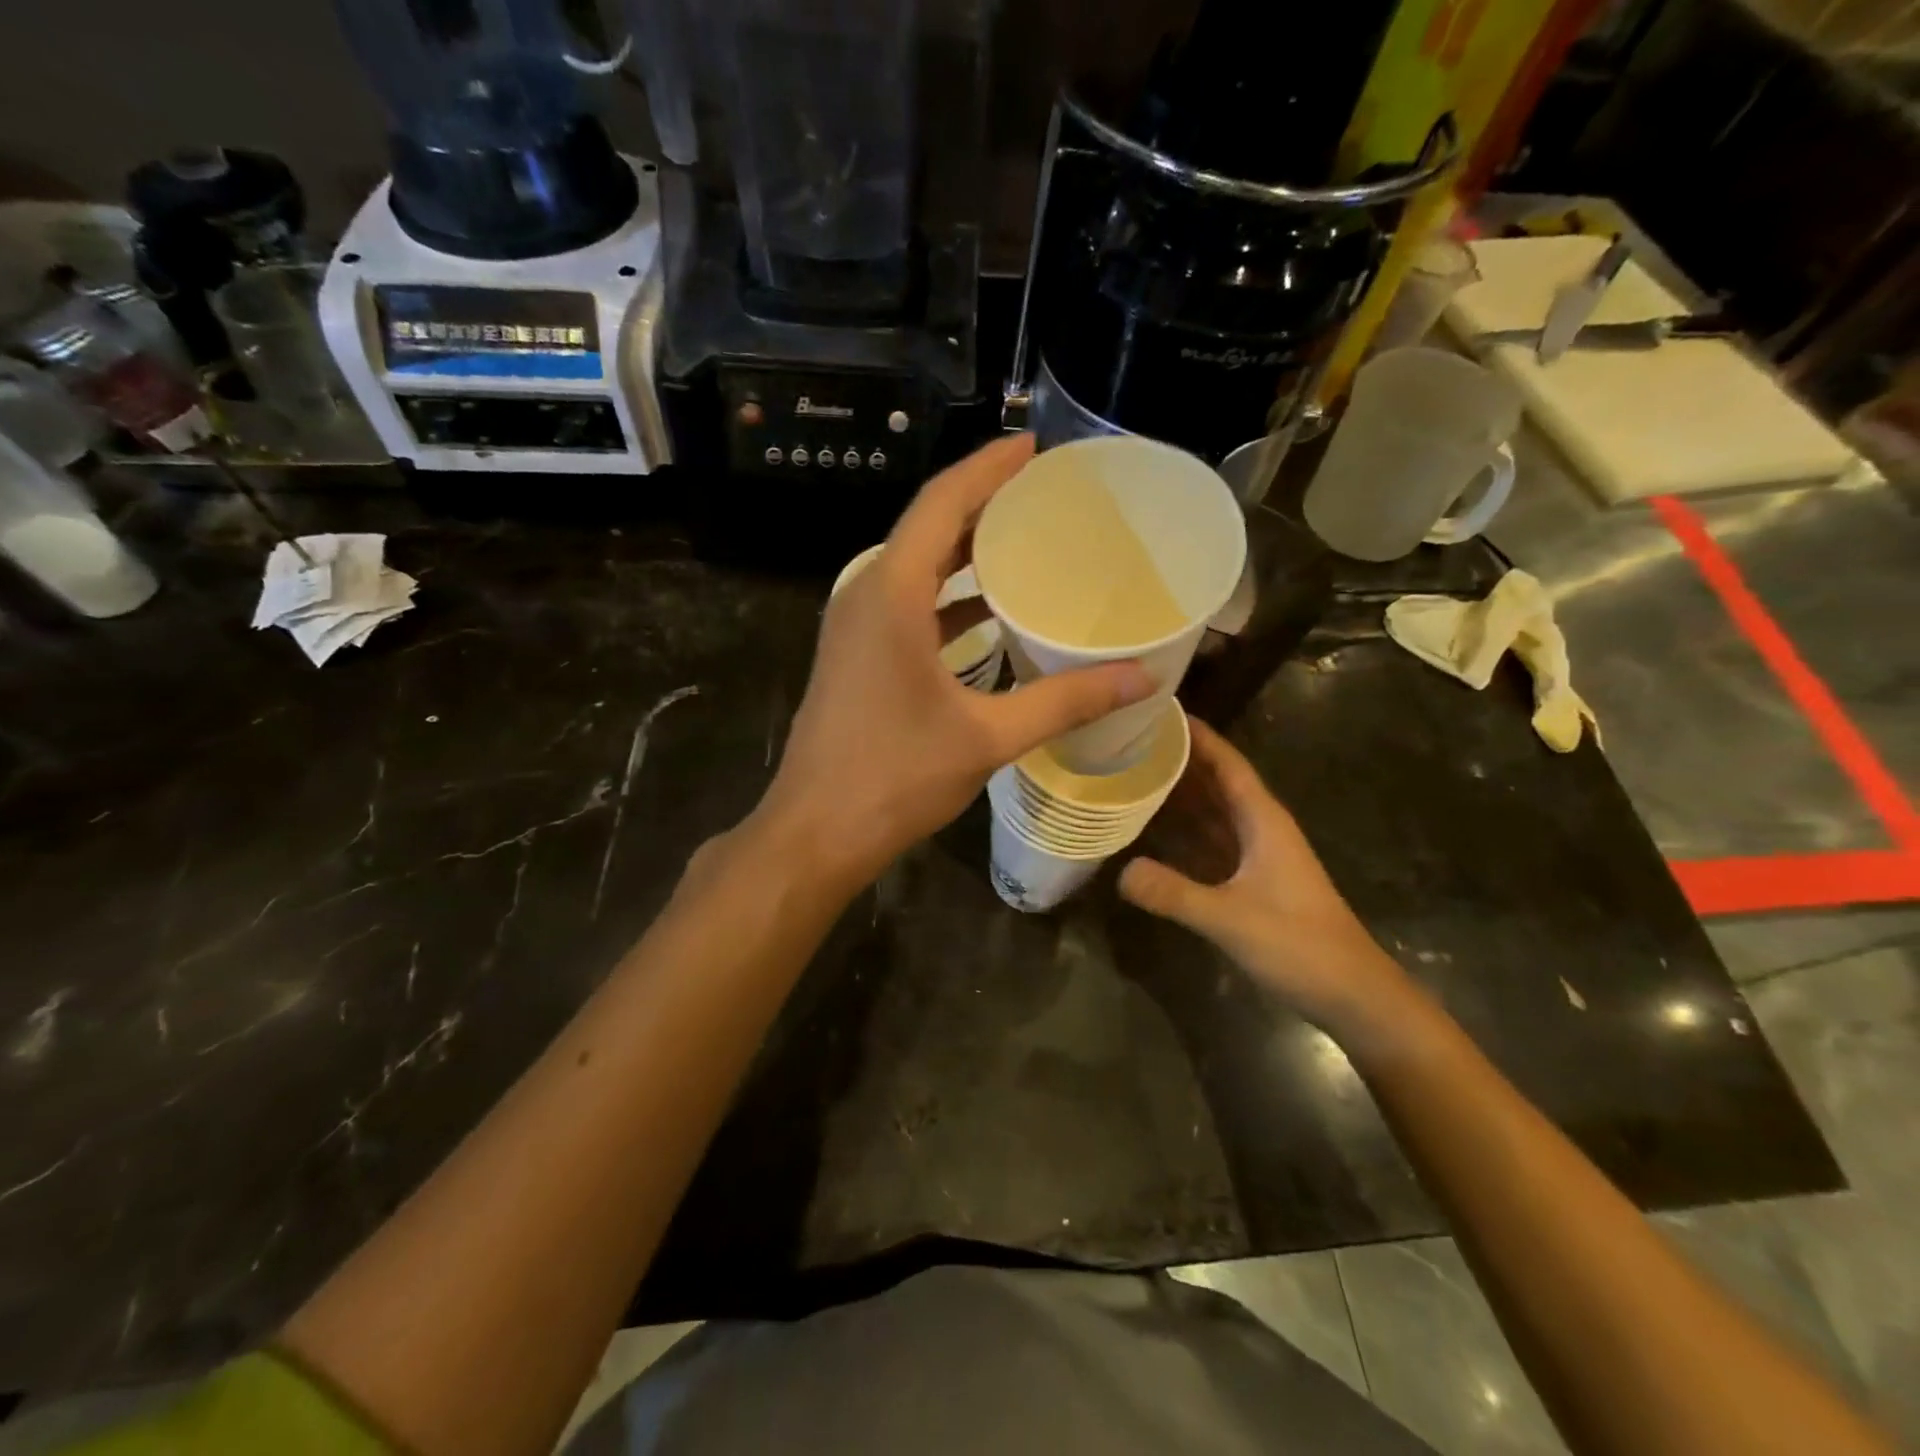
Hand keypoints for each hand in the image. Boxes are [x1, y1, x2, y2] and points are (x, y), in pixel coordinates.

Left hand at [761, 435, 1156, 887]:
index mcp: (891, 594)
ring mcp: (855, 626)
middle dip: (983, 504)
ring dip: (965, 552)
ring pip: (916, 567)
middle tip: (1044, 494)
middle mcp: (866, 594)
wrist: (817, 830)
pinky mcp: (855, 655)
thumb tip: (1141, 679)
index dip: (987, 468)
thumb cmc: (895, 777)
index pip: (942, 504)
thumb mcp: (988, 736)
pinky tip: (991, 611)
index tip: (1033, 447)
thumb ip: (1065, 701)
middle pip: (929, 528)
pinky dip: (948, 596)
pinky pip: (907, 604)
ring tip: (1027, 542)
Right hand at [1119, 719, 1415, 1038]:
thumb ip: (1175, 894)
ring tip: (1130, 774)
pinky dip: (1181, 831)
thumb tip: (1120, 871)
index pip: (1226, 763)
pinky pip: (1208, 842)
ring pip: (1210, 811)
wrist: (1352, 995)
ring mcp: (1255, 855)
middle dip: (1177, 759)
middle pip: (1214, 781)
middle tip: (1127, 740)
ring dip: (1177, 793)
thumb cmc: (1300, 945)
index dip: (1197, 735)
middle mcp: (1258, 828)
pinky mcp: (1249, 881)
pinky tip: (1149, 830)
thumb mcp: (1231, 918)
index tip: (1159, 709)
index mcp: (1263, 820)